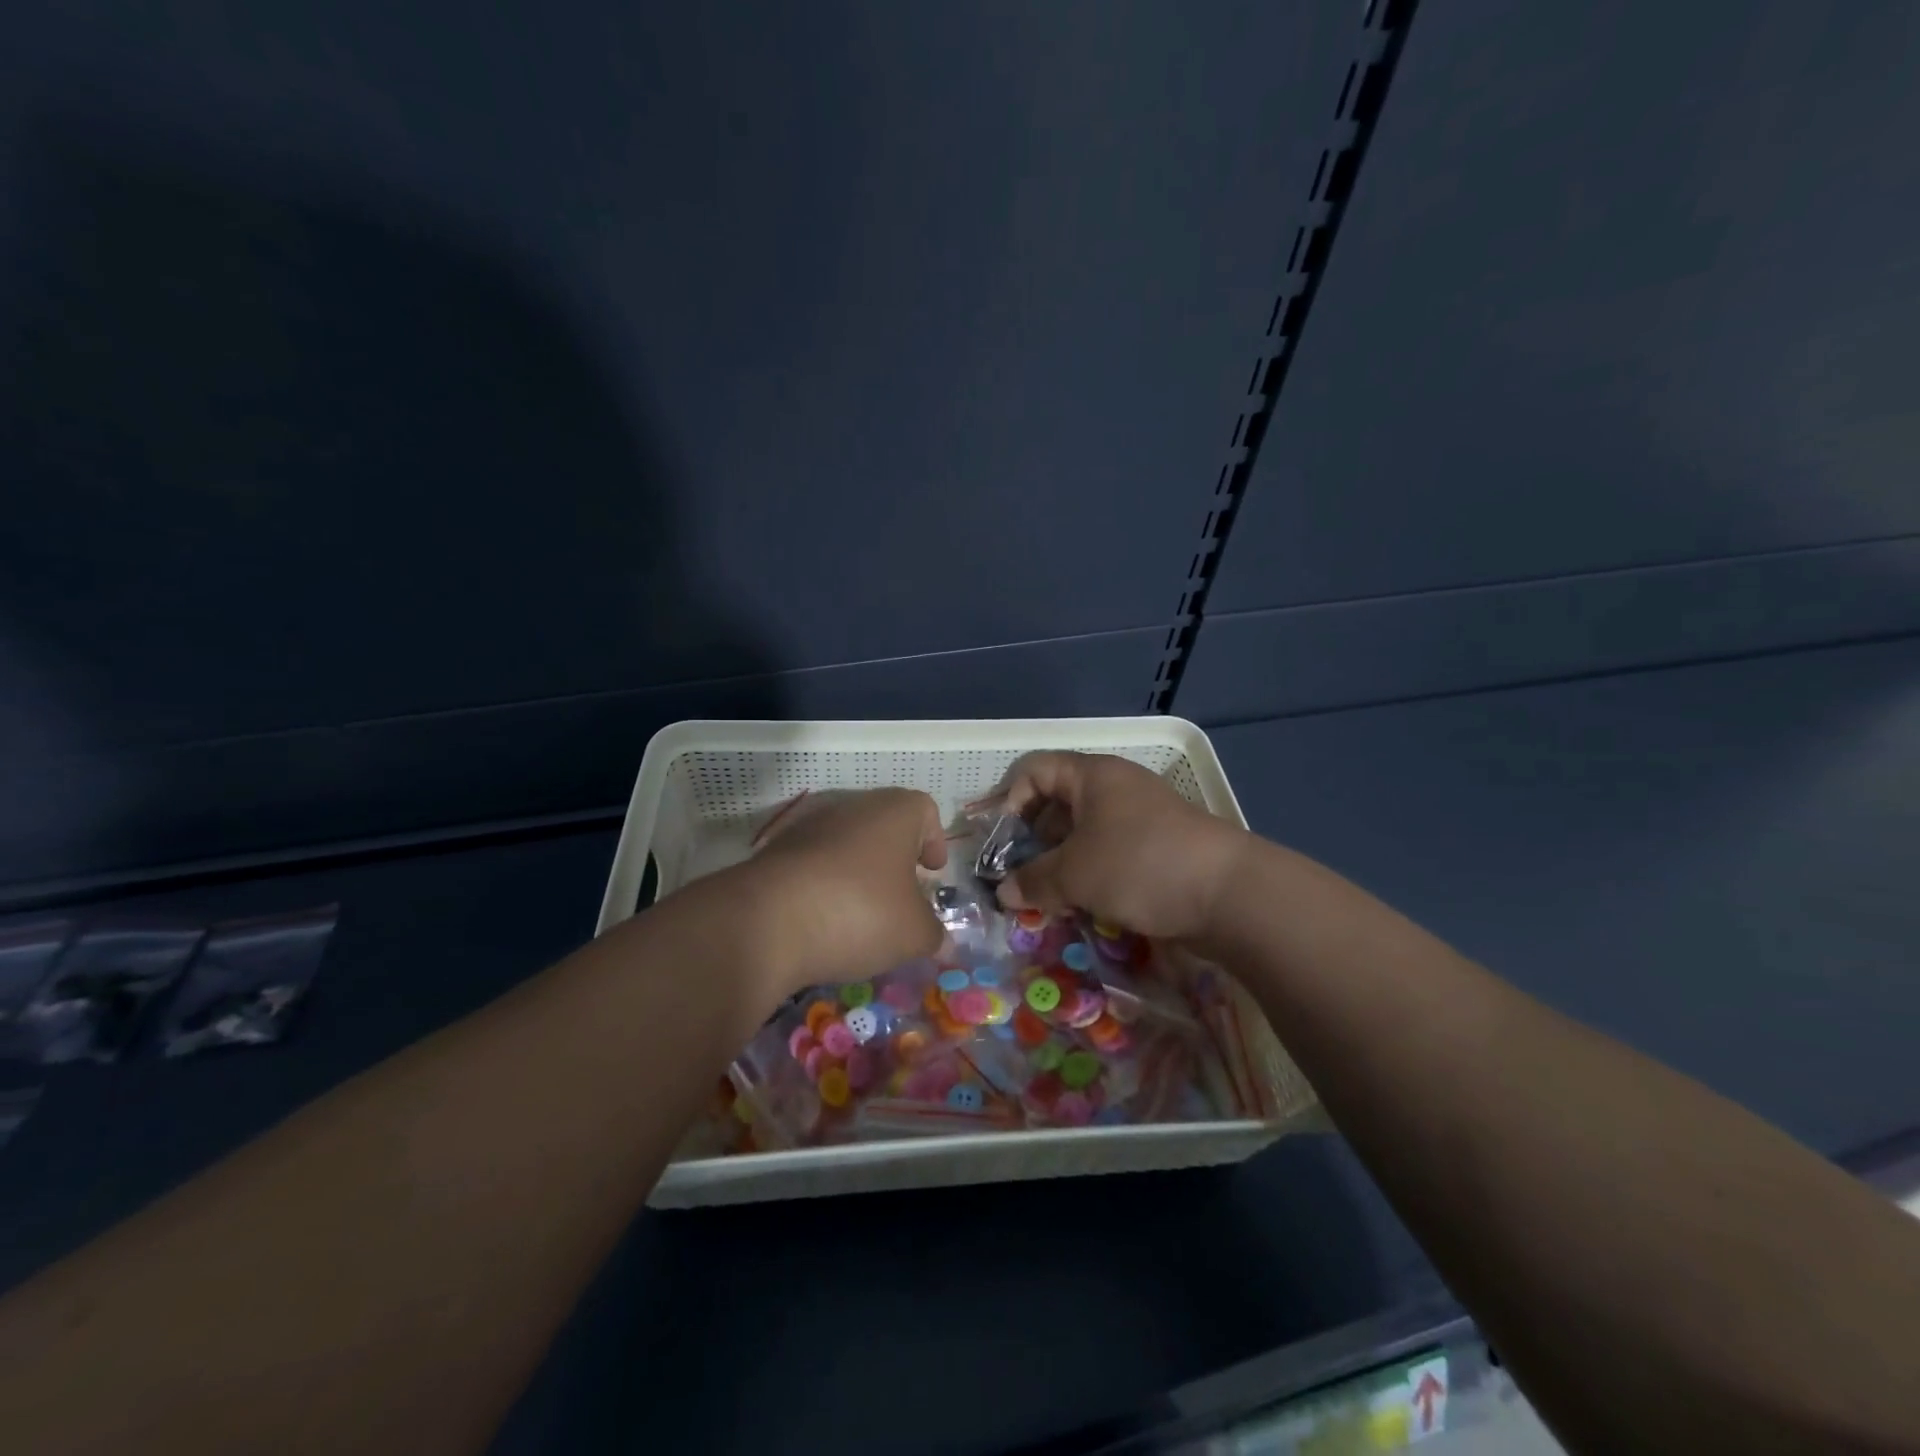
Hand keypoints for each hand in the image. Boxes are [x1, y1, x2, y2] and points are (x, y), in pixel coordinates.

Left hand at [738, 787, 948, 997]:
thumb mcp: (913, 933)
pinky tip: (824, 920)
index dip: (934, 839)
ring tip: (862, 914)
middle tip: (902, 897)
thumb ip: (934, 935)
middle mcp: (851, 807)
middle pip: (883, 825)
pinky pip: (813, 864)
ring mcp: (808, 826)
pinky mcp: (774, 852)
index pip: (924, 810)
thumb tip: (942, 942)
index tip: (932, 872)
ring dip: (858, 872)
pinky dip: (824, 885)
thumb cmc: (860, 911)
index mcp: (894, 812)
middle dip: (895, 860)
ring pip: (845, 843)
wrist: (766, 921)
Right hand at [990, 752, 1249, 943]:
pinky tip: (1081, 905)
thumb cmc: (1139, 865)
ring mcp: (1140, 818)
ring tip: (1046, 897)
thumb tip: (1002, 893)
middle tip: (1019, 876)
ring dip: (1060, 863)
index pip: (1035, 770)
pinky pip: (1109, 853)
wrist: (1229, 894)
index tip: (1002, 842)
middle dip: (1032, 840)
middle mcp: (1115, 789)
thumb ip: (1032, 881)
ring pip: (1083, 833)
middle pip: (1057, 803)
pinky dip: (1089, 875)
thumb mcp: (1075, 874)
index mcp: (1093, 776)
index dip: (1010, 800)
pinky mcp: (1157, 849)